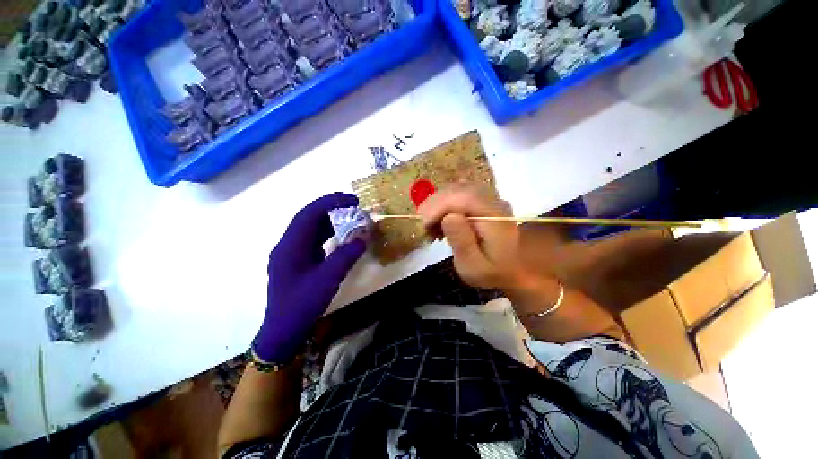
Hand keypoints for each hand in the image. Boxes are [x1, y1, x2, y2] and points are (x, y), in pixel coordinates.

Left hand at [252, 193, 365, 361]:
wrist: (282, 330)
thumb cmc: (301, 305)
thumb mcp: (326, 281)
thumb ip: (344, 258)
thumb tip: (361, 239)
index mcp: (289, 246)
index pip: (308, 214)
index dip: (330, 202)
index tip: (352, 200)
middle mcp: (285, 246)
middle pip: (307, 220)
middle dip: (330, 211)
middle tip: (355, 210)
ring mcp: (287, 256)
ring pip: (307, 232)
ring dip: (327, 225)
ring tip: (350, 223)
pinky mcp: (291, 266)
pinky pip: (308, 245)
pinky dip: (323, 239)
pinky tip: (338, 243)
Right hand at [417, 184, 532, 290]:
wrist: (512, 268)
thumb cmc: (490, 272)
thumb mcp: (474, 267)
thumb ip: (463, 243)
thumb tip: (449, 217)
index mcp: (496, 217)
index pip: (466, 198)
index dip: (441, 205)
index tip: (424, 223)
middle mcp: (496, 201)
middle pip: (461, 188)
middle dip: (436, 203)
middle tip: (423, 226)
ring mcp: (491, 197)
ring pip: (459, 187)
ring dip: (439, 203)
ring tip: (431, 226)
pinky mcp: (485, 198)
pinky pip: (462, 191)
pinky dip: (446, 202)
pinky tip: (441, 219)